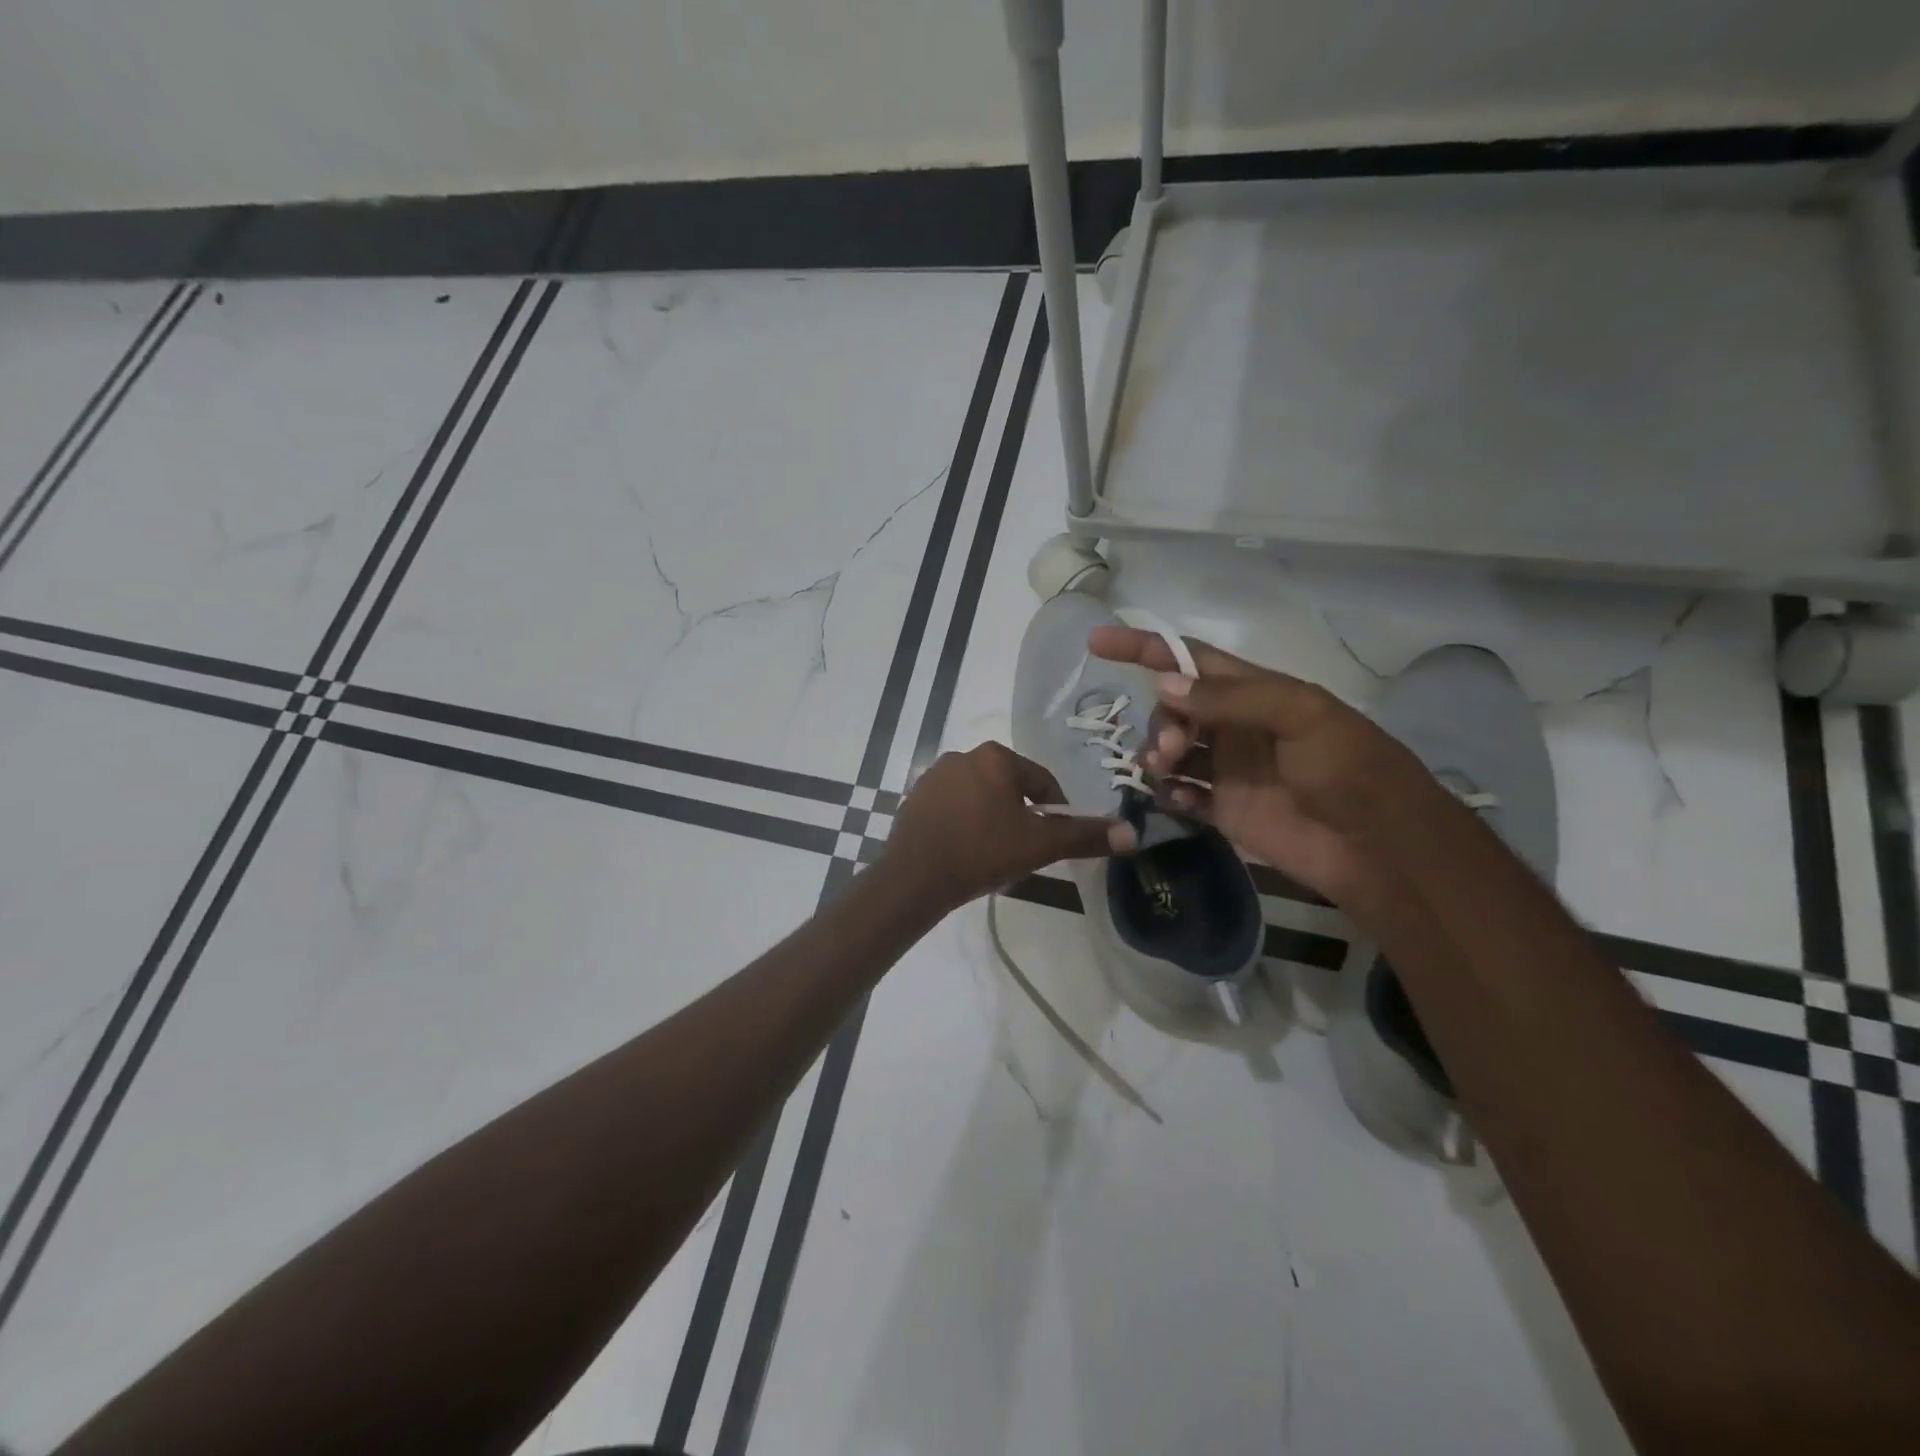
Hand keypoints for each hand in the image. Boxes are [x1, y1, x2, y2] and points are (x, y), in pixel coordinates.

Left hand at [883, 741, 1133, 912]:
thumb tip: (1133, 833)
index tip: (1052, 842)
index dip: (1055, 813)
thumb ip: (1085, 836)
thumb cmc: (982, 852)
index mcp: (996, 757)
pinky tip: (964, 851)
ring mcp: (934, 776)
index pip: (1042, 782)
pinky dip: (964, 823)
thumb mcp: (1040, 845)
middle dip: (1021, 816)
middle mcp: (963, 755)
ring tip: (993, 854)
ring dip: (992, 819)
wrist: (914, 877)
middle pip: (1010, 788)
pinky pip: (952, 807)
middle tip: (1022, 851)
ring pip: (980, 797)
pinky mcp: (914, 798)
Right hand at [1087, 627, 1437, 905]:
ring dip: (1156, 755)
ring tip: (1164, 772)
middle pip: (1173, 708)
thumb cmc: (1350, 768)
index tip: (1097, 642)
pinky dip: (1167, 793)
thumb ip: (1231, 699)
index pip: (1189, 659)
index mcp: (1255, 692)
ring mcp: (1228, 770)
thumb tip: (1162, 686)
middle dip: (1159, 720)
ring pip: (1170, 751)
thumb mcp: (1301, 715)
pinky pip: (1180, 795)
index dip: (1144, 647)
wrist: (1380, 847)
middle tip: (1168, 750)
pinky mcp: (1225, 811)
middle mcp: (1235, 727)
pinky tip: (1173, 799)